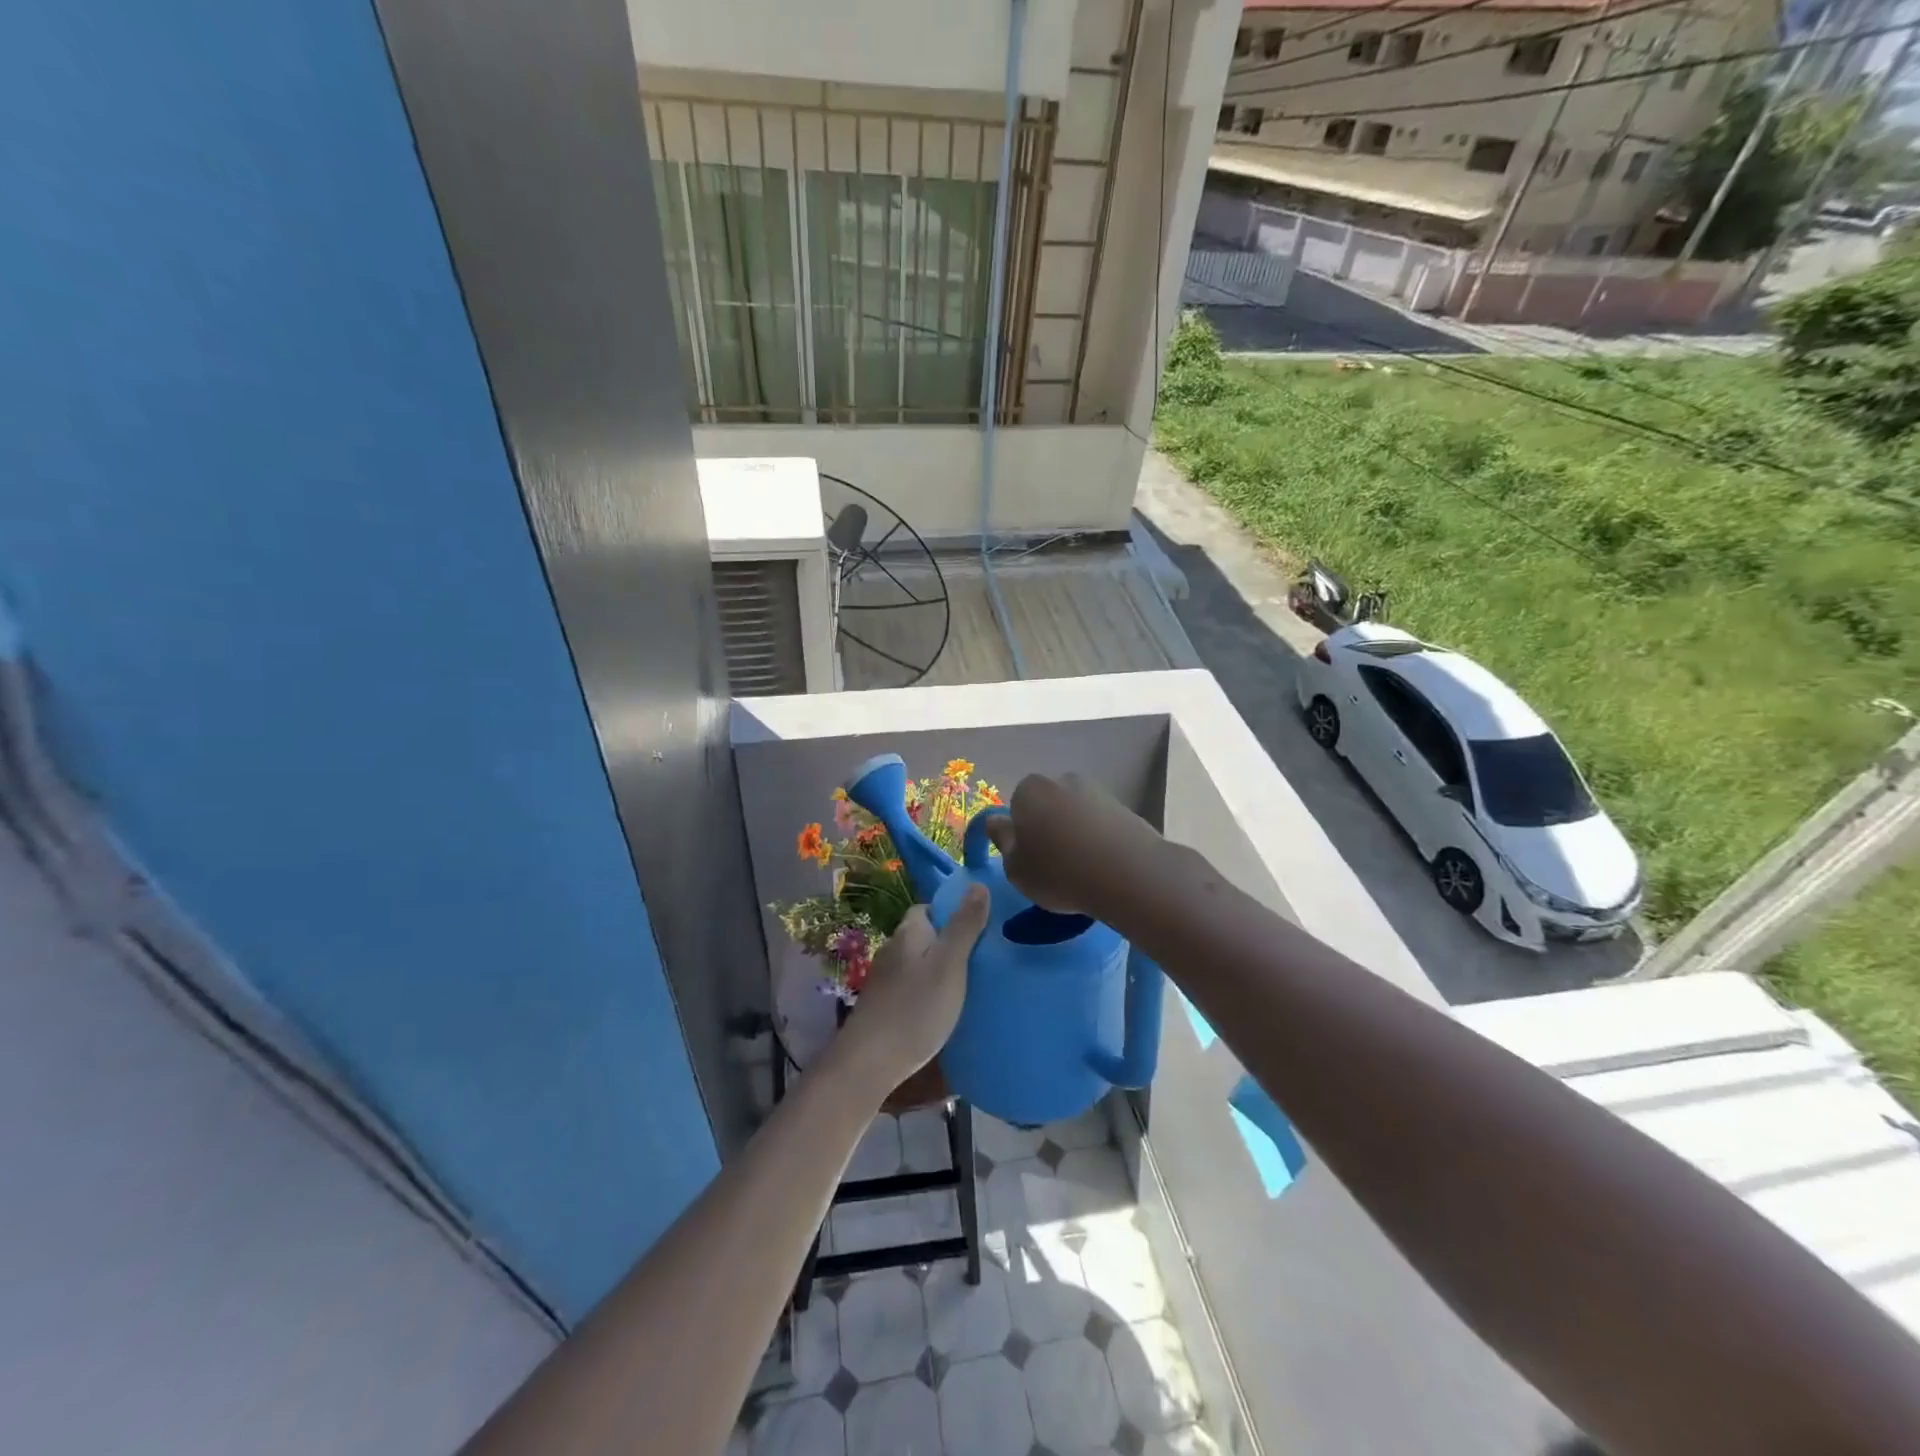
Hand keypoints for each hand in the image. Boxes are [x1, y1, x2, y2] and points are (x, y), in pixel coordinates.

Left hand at [835, 887, 988, 1094]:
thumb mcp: (950, 964)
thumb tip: (977, 884)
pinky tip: (943, 1009)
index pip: (929, 908)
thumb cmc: (915, 1008)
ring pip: (918, 963)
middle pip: (925, 935)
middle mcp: (893, 949)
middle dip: (949, 942)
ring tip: (969, 984)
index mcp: (909, 932)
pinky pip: (912, 987)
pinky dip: (928, 992)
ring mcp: (885, 979)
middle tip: (981, 958)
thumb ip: (964, 925)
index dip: (953, 913)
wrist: (870, 1062)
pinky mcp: (883, 1005)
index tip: (979, 927)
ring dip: (939, 969)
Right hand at [983, 773, 1165, 916]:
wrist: (1126, 872)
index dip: (1021, 831)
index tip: (1028, 857)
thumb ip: (1003, 841)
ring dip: (1076, 832)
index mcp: (1029, 790)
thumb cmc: (1058, 871)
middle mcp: (1062, 781)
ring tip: (1082, 868)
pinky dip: (1099, 839)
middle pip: (1049, 804)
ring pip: (1076, 813)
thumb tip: (996, 821)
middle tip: (1053, 863)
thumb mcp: (1016, 868)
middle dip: (1049, 826)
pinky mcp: (1125, 808)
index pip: (1017, 804)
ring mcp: (1097, 791)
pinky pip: (1102, 824)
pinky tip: (1103, 865)